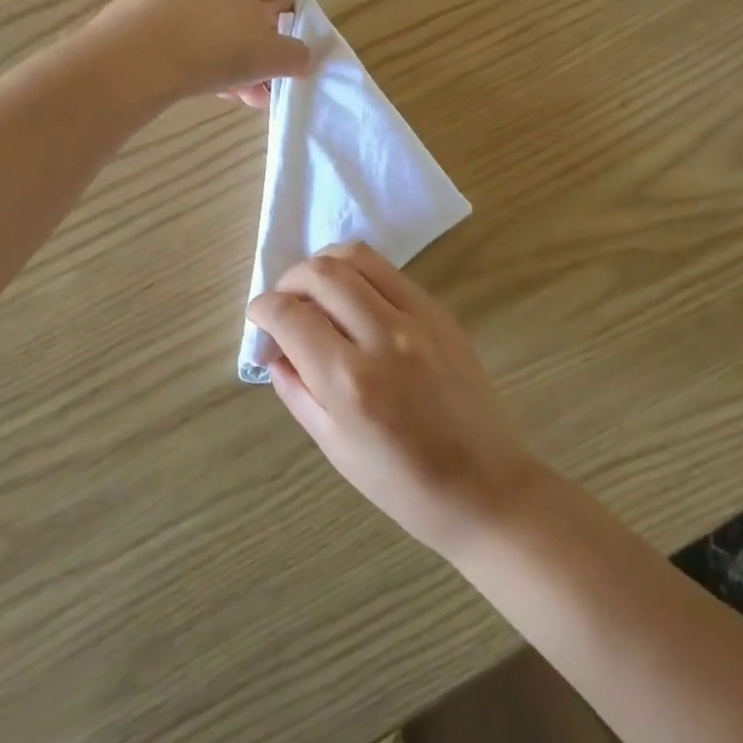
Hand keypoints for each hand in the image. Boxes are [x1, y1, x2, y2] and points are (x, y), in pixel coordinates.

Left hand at [92, 0, 309, 107]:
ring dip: (228, 55)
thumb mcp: (271, 56)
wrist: (135, 56)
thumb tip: (299, 57)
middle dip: (254, 47)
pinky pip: (184, 21)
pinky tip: (203, 82)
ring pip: (214, 17)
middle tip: (257, 83)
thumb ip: (296, 55)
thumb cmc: (216, 45)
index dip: (283, 27)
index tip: (276, 58)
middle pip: (244, 4)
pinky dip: (197, 47)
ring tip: (234, 94)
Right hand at [247, 242, 543, 559]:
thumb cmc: (401, 482)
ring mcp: (418, 318)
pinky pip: (390, 272)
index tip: (259, 316)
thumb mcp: (333, 445)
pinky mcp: (440, 312)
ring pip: (357, 256)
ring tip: (317, 292)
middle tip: (285, 303)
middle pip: (321, 271)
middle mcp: (383, 336)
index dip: (262, 308)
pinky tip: (356, 303)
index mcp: (348, 380)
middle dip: (289, 279)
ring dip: (324, 265)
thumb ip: (296, 389)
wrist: (483, 486)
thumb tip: (275, 350)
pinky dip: (360, 275)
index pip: (289, 315)